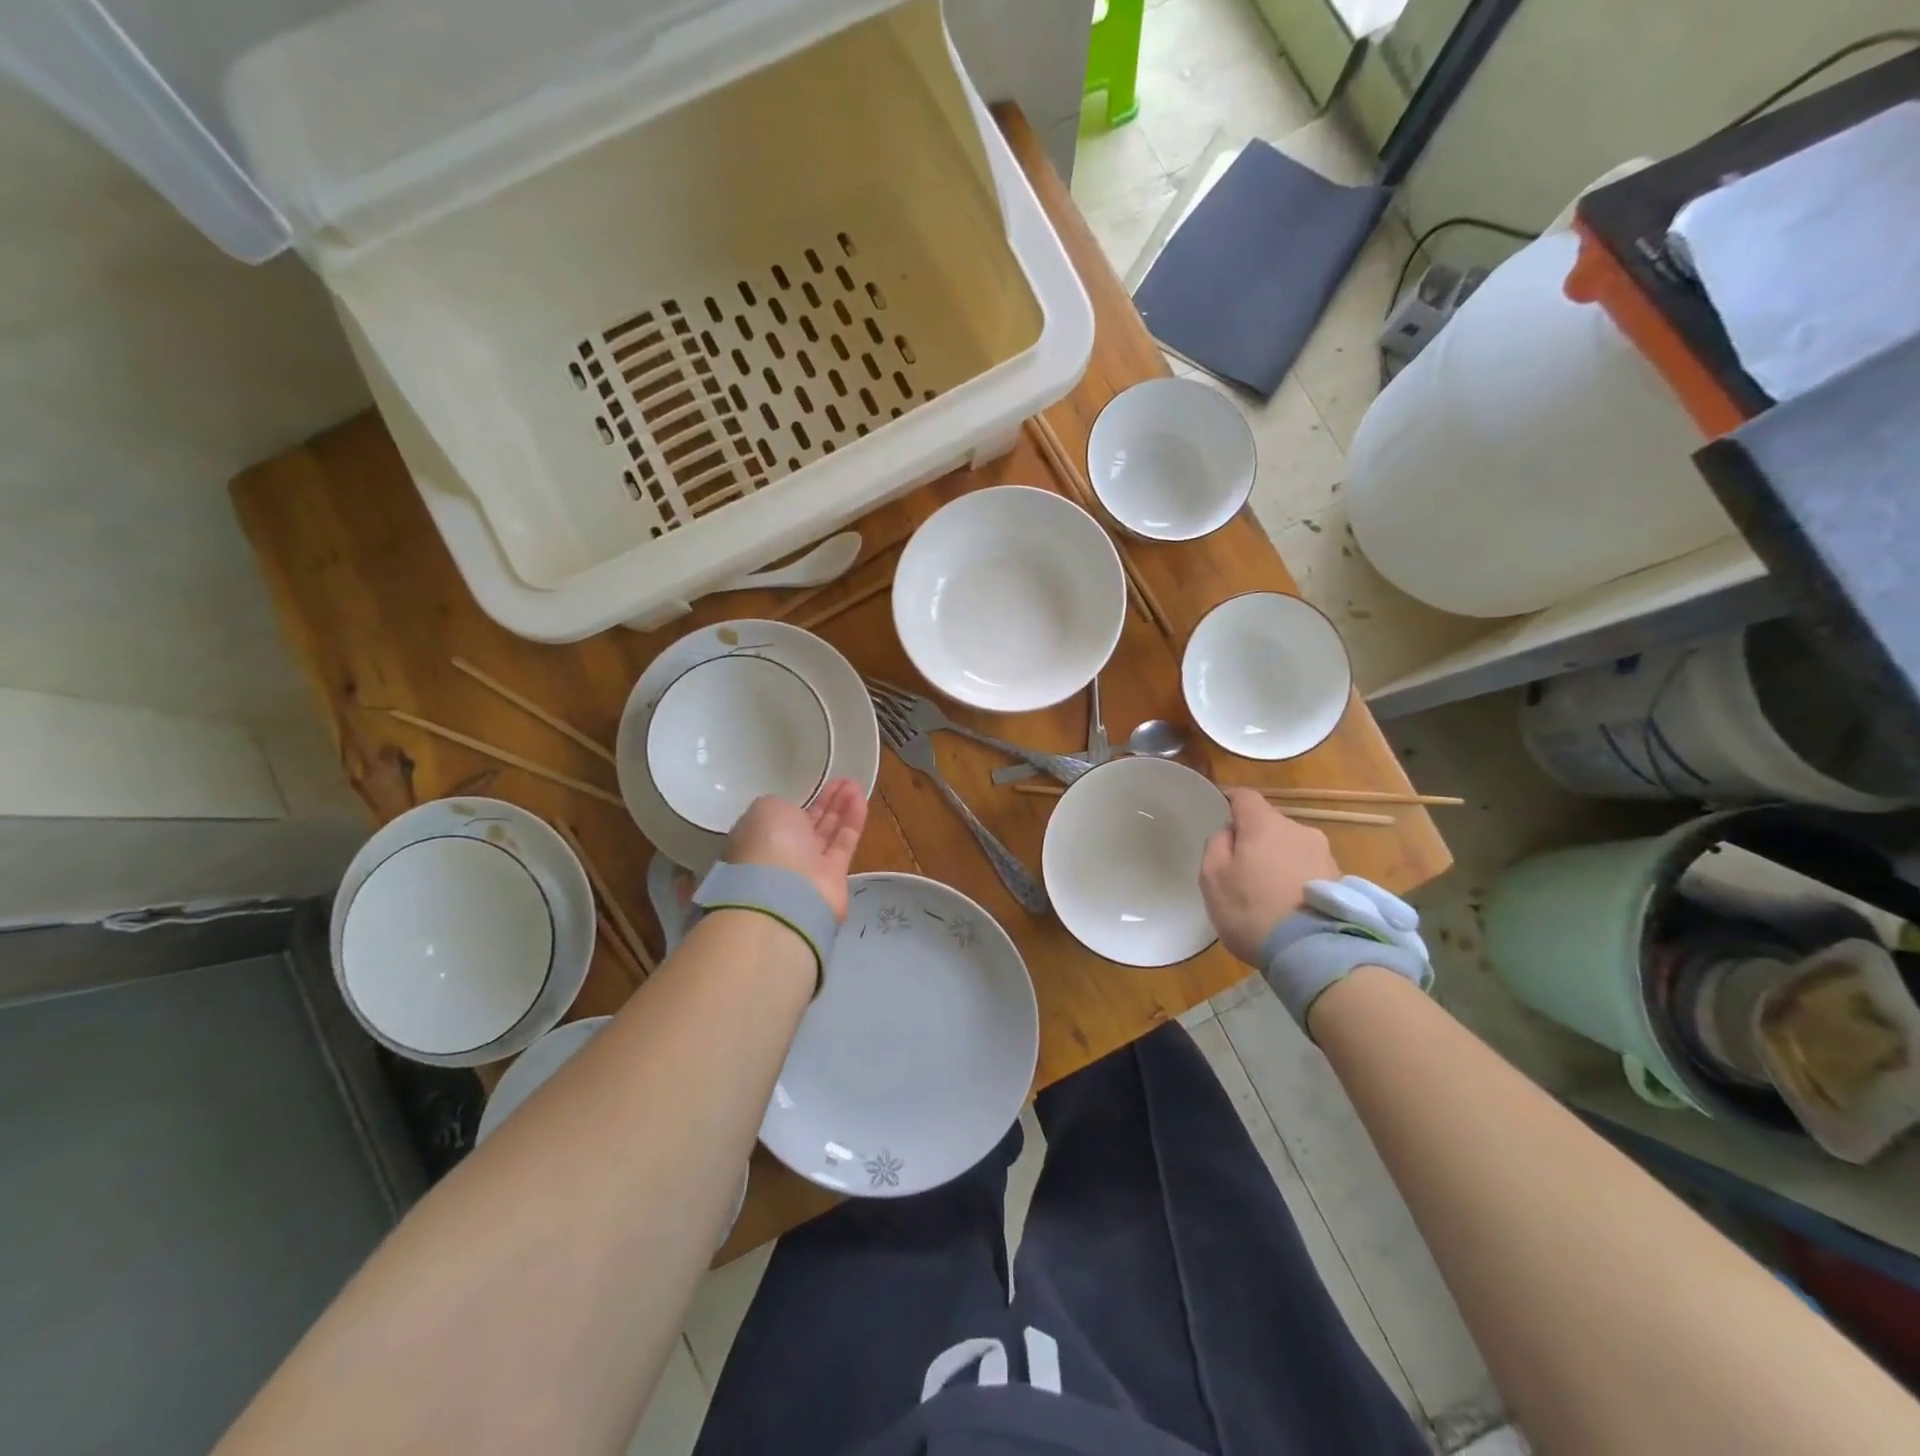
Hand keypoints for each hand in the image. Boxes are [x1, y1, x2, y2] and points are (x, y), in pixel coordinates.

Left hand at [725, 779, 867, 921]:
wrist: (784, 893)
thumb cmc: (768, 843)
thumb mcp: (766, 809)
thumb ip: (782, 805)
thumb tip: (795, 813)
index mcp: (759, 836)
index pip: (782, 816)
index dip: (802, 800)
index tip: (818, 785)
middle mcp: (783, 852)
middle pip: (809, 823)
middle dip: (827, 802)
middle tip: (844, 781)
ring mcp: (808, 867)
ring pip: (829, 831)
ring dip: (842, 807)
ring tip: (856, 784)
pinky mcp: (834, 876)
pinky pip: (844, 842)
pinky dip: (853, 821)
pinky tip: (861, 799)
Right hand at [1200, 789, 1339, 965]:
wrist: (1313, 952)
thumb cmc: (1251, 910)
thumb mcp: (1212, 878)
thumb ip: (1216, 845)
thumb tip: (1230, 832)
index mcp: (1264, 823)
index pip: (1245, 796)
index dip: (1230, 803)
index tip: (1221, 819)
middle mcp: (1298, 829)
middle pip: (1270, 824)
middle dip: (1256, 840)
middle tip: (1242, 870)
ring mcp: (1324, 854)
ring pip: (1291, 847)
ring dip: (1279, 861)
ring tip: (1269, 894)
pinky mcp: (1340, 880)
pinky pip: (1309, 870)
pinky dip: (1297, 880)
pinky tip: (1289, 906)